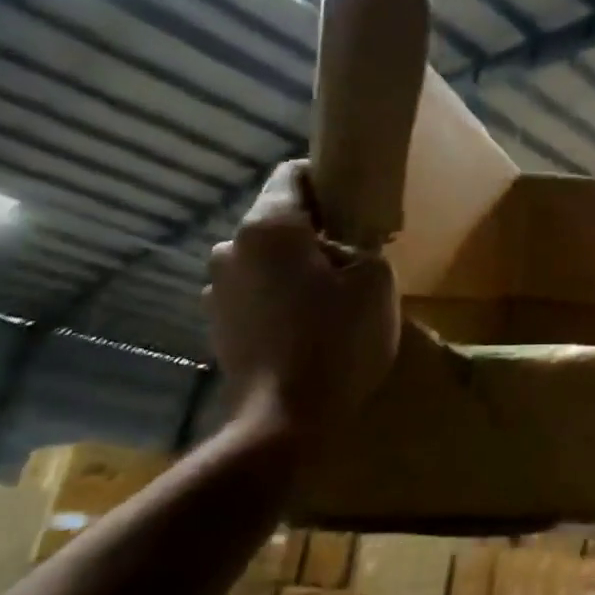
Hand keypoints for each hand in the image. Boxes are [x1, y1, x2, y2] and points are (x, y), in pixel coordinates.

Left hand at [206, 161, 399, 436]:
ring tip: (331, 298)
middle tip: (354, 258)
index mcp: (268, 226)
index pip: (293, 174)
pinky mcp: (217, 324)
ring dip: (295, 267)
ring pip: (266, 259)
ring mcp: (216, 288)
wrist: (285, 420)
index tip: (357, 203)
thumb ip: (365, 247)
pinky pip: (255, 293)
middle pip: (280, 220)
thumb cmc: (336, 341)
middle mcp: (231, 247)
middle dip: (316, 230)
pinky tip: (306, 327)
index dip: (328, 180)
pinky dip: (279, 298)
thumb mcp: (377, 283)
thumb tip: (345, 248)